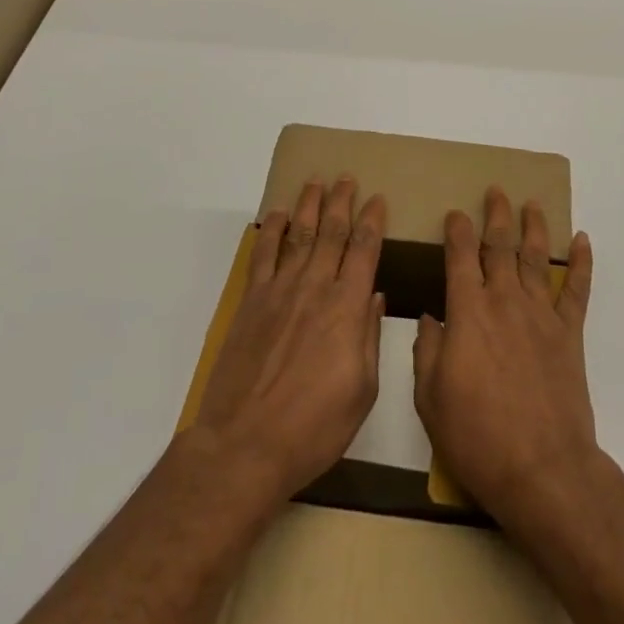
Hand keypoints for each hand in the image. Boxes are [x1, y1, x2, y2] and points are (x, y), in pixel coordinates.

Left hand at [194, 177, 387, 501]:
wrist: (245, 445)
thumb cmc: (313, 427)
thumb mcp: (362, 392)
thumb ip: (368, 338)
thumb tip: (372, 295)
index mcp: (347, 309)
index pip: (364, 251)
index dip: (372, 221)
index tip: (378, 199)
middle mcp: (315, 289)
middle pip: (331, 233)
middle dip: (342, 202)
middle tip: (347, 178)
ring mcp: (280, 292)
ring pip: (298, 235)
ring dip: (309, 206)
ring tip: (316, 182)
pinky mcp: (252, 303)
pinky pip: (263, 256)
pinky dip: (271, 231)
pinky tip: (277, 215)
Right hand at [412, 187, 596, 528]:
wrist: (542, 469)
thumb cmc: (477, 436)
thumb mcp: (430, 397)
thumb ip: (426, 351)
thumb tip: (429, 318)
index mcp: (468, 312)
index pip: (460, 257)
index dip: (457, 231)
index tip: (455, 213)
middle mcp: (504, 302)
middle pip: (500, 246)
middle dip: (496, 215)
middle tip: (496, 191)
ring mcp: (541, 315)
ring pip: (536, 258)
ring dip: (534, 227)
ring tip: (532, 203)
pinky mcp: (570, 334)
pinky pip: (578, 290)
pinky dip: (582, 263)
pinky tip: (582, 241)